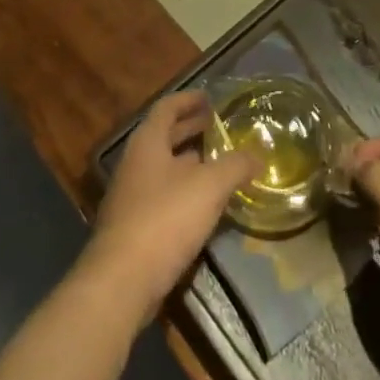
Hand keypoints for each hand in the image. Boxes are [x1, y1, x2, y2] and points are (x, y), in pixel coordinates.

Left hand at [81, 92, 258, 328]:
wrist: (122, 281)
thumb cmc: (165, 219)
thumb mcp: (209, 187)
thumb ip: (235, 166)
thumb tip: (257, 155)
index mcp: (148, 142)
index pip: (167, 107)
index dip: (189, 100)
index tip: (210, 98)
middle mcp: (135, 162)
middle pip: (164, 136)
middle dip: (190, 129)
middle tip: (218, 126)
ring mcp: (131, 196)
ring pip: (164, 167)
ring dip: (189, 161)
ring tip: (218, 163)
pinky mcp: (134, 226)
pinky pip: (162, 195)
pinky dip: (184, 190)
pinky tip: (204, 204)